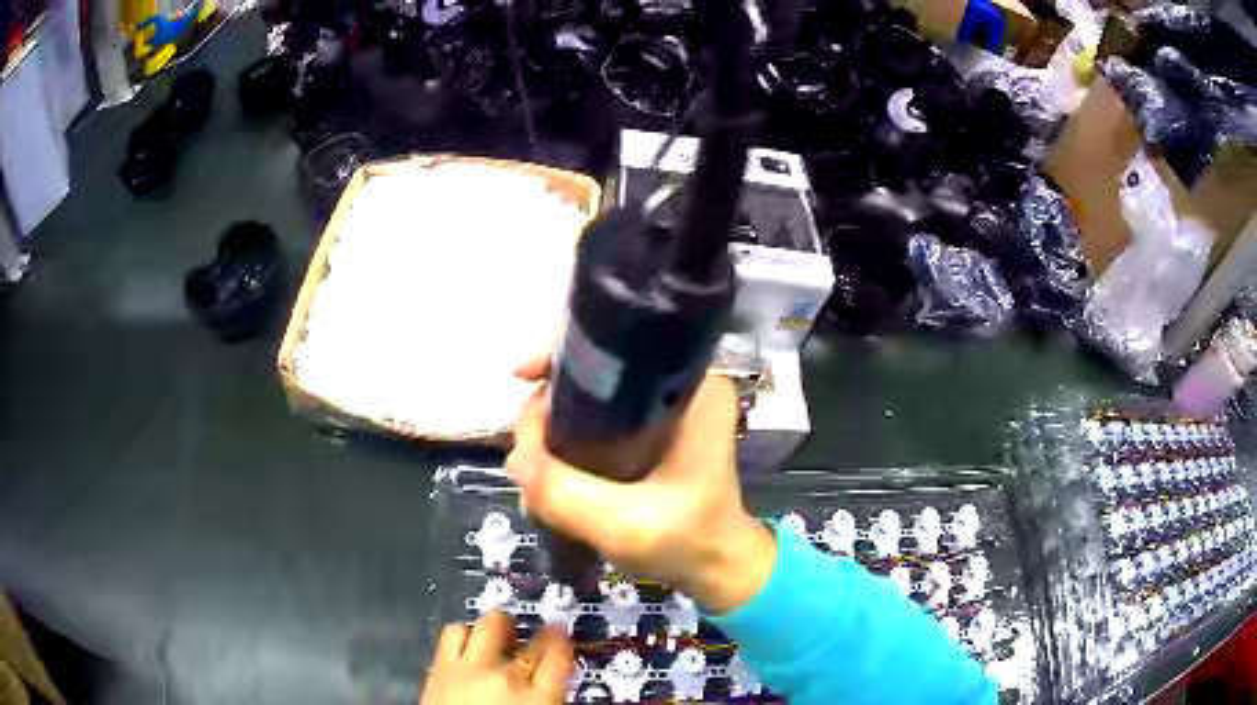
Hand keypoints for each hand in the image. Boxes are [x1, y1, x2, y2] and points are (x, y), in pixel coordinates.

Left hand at [421, 611, 572, 704]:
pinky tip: (465, 648)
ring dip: (492, 630)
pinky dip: (461, 636)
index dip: (563, 642)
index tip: (561, 638)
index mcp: (540, 698)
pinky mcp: (438, 668)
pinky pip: (451, 635)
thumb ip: (547, 700)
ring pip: (485, 627)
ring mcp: (469, 670)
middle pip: (526, 638)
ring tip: (494, 636)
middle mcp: (506, 677)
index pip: (561, 655)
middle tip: (529, 637)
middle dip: (530, 633)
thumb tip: (551, 687)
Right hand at [506, 358, 775, 613]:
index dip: (562, 352)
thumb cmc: (688, 541)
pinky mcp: (651, 431)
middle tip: (526, 452)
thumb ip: (563, 492)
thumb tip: (514, 457)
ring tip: (532, 475)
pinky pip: (595, 420)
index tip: (523, 377)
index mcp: (692, 386)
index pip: (617, 340)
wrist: (718, 568)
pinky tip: (548, 478)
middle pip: (594, 367)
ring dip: (551, 428)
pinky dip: (567, 442)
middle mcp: (678, 384)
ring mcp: (664, 407)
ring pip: (588, 396)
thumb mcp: (624, 524)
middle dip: (548, 404)